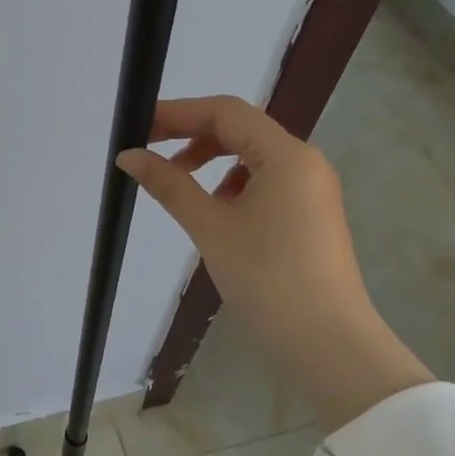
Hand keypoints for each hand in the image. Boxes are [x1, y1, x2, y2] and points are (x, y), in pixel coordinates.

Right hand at [117, 96, 432, 432]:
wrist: (326, 343)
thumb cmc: (266, 278)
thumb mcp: (210, 226)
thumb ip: (168, 184)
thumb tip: (128, 156)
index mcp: (286, 155)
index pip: (225, 112)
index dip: (177, 113)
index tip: (138, 127)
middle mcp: (304, 162)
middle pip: (240, 129)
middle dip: (191, 134)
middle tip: (148, 152)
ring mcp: (311, 189)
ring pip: (252, 155)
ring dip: (210, 158)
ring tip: (176, 182)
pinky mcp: (309, 214)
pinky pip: (265, 180)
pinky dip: (231, 182)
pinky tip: (213, 209)